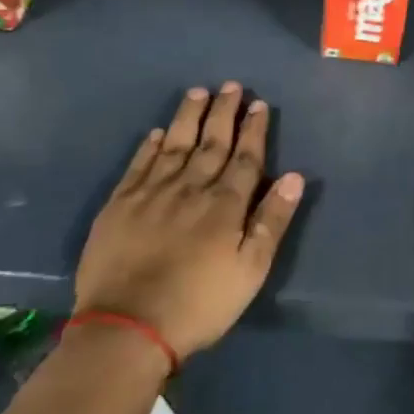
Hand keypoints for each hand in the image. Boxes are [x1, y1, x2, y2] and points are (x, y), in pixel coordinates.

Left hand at [75, 82, 304, 360]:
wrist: (126, 328)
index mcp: (225, 205)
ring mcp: (151, 194)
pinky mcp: (119, 206)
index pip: (245, 157)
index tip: (259, 104)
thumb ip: (271, 221)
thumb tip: (294, 176)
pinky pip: (138, 165)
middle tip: (231, 85)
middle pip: (211, 143)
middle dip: (223, 113)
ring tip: (197, 92)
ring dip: (188, 117)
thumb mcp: (250, 270)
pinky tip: (156, 133)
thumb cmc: (200, 304)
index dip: (253, 130)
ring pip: (174, 144)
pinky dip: (149, 146)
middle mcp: (190, 188)